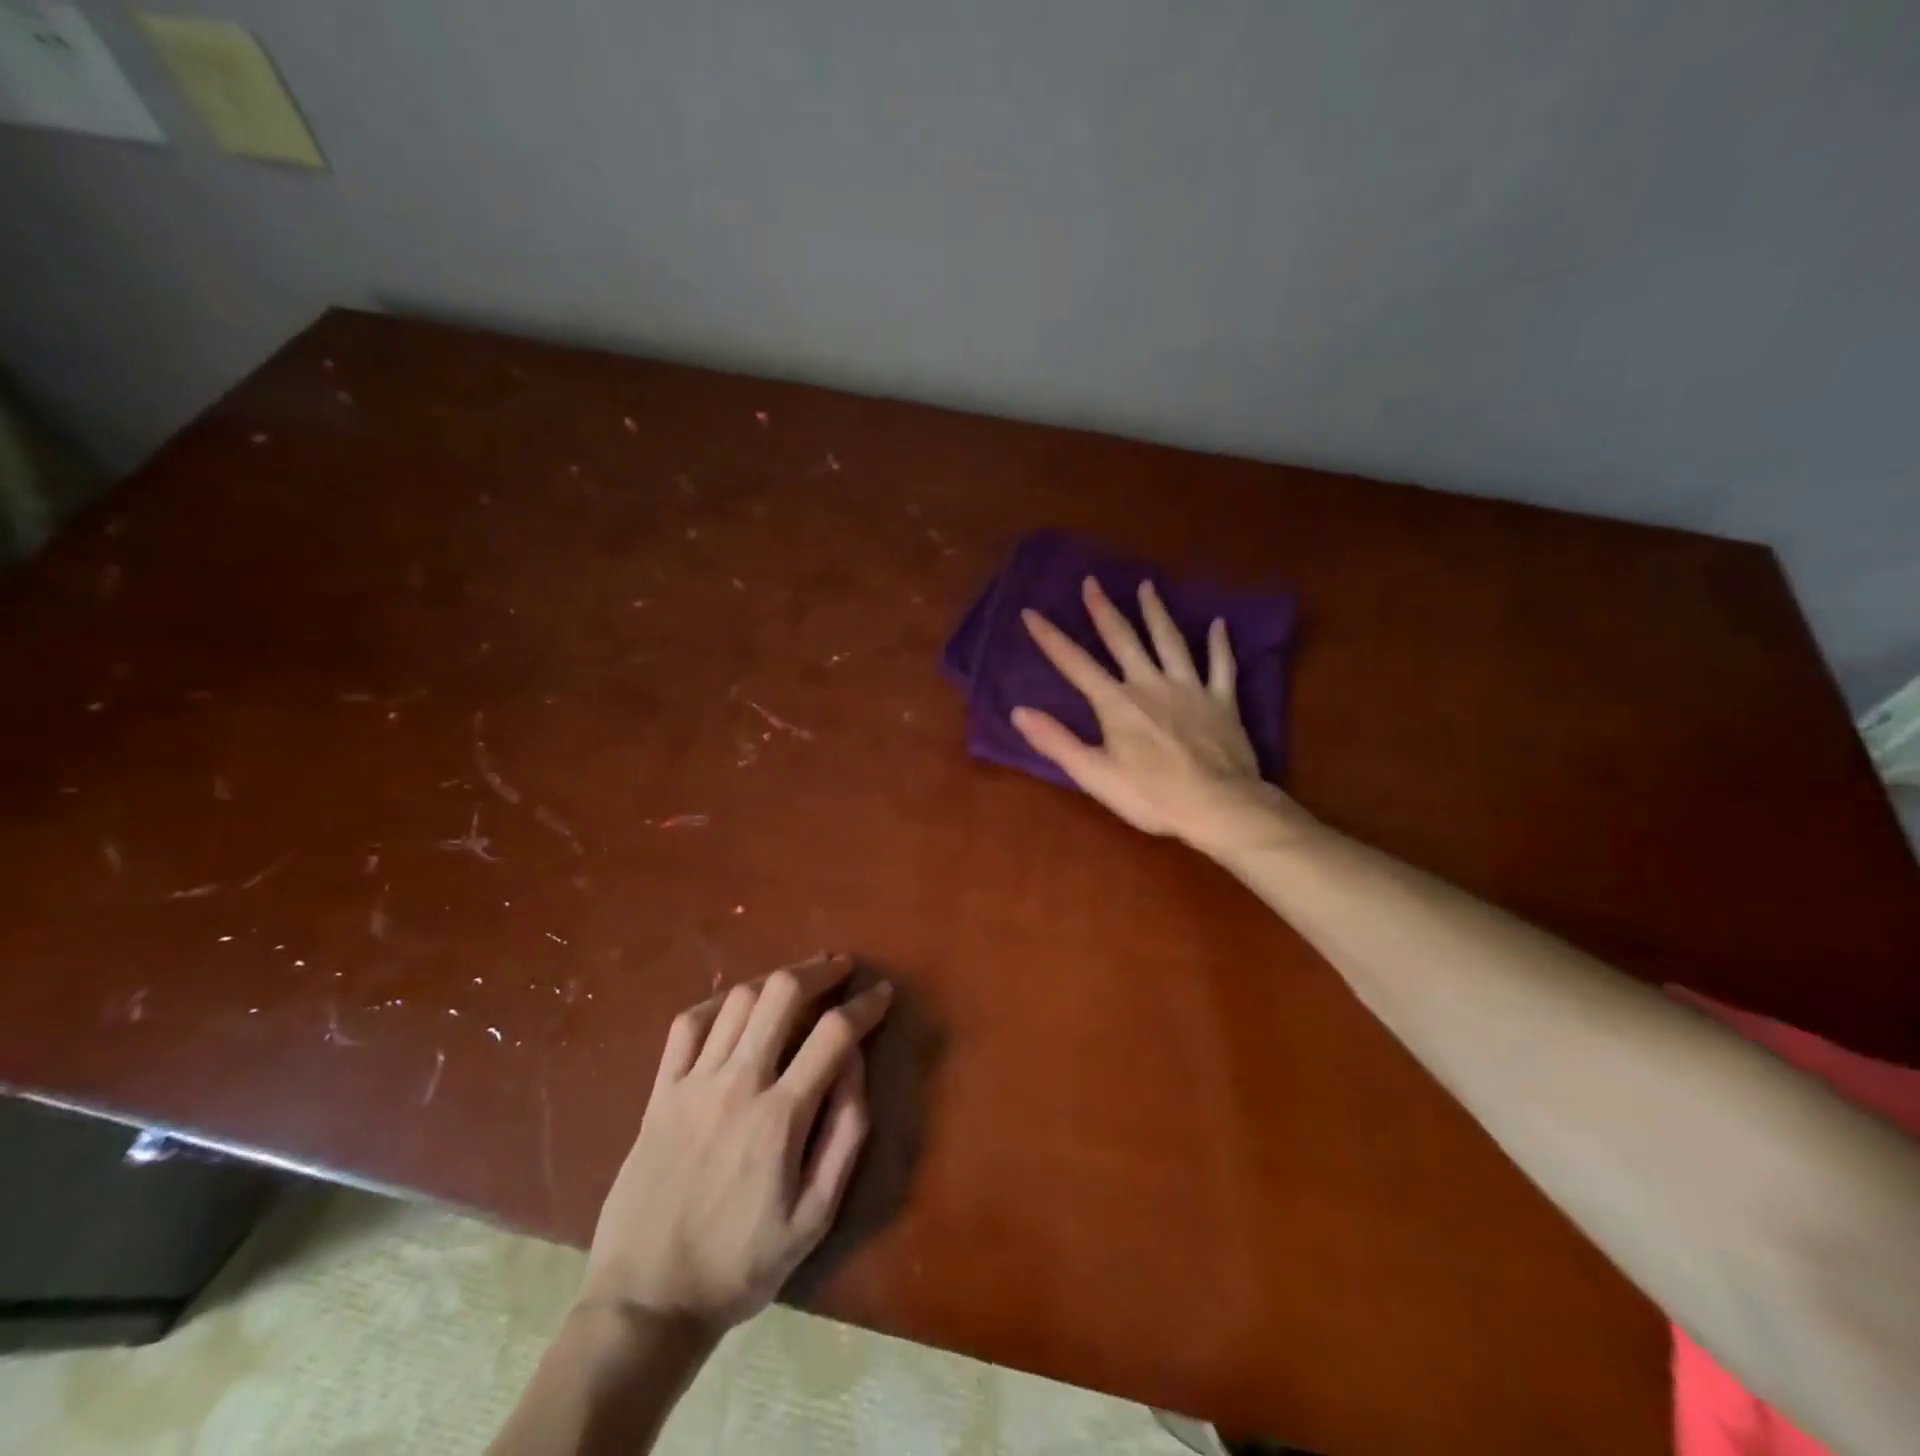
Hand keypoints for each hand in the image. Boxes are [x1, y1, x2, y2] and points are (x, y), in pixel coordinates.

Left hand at [580, 953, 891, 1332]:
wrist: (646, 1302)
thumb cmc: (741, 1266)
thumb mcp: (815, 1219)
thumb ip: (844, 1135)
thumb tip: (856, 1064)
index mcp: (780, 1117)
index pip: (834, 1034)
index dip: (866, 1005)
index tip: (882, 993)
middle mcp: (736, 1085)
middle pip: (781, 994)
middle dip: (819, 971)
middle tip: (841, 968)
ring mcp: (692, 1084)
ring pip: (738, 1000)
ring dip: (774, 979)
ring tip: (797, 981)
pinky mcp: (660, 1093)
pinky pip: (687, 1025)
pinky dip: (718, 1003)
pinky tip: (736, 1006)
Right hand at [1012, 576, 1305, 855]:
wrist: (1218, 806)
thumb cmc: (1151, 796)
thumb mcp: (1094, 775)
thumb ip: (1056, 741)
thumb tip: (1018, 712)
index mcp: (1117, 703)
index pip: (1075, 663)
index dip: (1051, 637)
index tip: (1031, 612)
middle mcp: (1151, 684)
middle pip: (1123, 639)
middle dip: (1103, 610)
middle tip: (1092, 582)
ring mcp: (1190, 689)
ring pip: (1170, 641)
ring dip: (1156, 612)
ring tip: (1147, 587)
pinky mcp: (1222, 701)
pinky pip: (1221, 665)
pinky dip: (1219, 643)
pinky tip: (1219, 624)